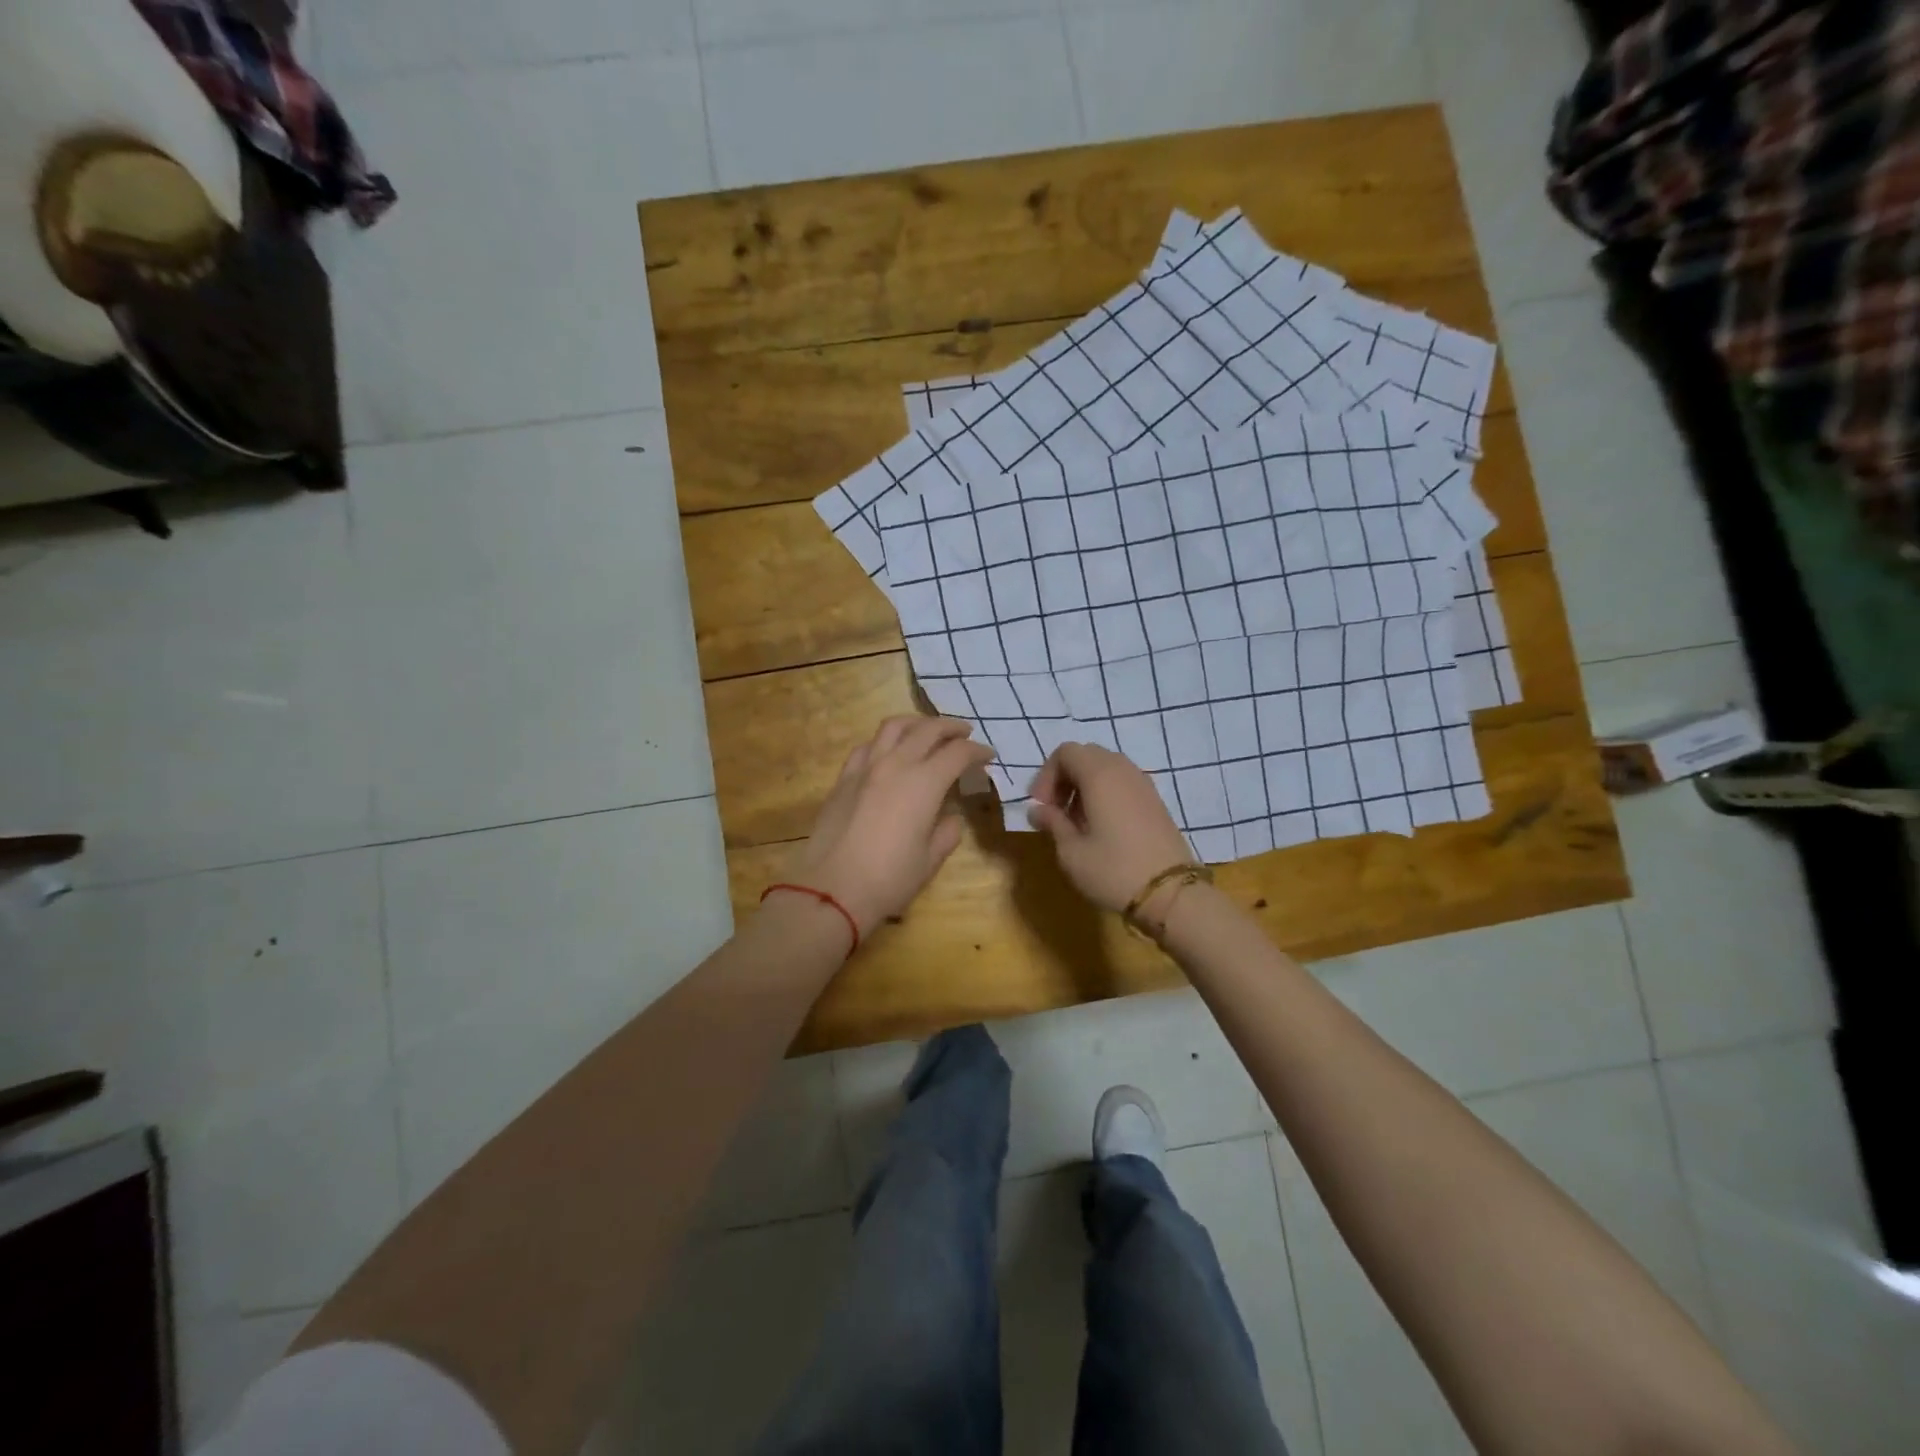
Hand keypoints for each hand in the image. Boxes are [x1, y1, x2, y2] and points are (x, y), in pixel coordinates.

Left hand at [790, 716, 994, 939]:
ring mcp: (865, 768)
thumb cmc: (889, 879)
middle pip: (928, 729)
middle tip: (965, 733)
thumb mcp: (930, 860)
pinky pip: (868, 746)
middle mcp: (896, 764)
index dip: (977, 752)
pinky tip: (889, 752)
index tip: (988, 757)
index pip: (958, 753)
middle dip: (951, 728)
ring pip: (894, 726)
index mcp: (924, 783)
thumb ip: (947, 832)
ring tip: (927, 731)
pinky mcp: (843, 778)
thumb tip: (950, 818)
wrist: (832, 889)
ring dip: (917, 723)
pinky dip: (885, 741)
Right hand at [1028, 743, 1192, 913]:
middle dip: (1064, 778)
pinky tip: (1101, 827)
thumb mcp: (1072, 851)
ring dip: (1084, 787)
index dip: (1046, 775)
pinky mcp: (1155, 801)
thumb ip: (1052, 822)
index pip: (1065, 752)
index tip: (1041, 806)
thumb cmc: (1114, 870)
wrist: (1171, 894)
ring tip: (1076, 822)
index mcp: (1100, 774)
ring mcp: (1143, 784)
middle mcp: (1123, 770)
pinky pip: (1122, 783)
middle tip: (1055, 811)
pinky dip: (1105, 794)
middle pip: (1086, 756)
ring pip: (1106, 768)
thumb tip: (1038, 810)